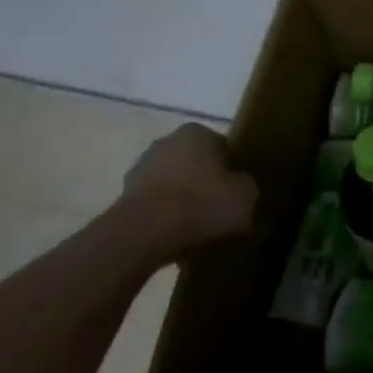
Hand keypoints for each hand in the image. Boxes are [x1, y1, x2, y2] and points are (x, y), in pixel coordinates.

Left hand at [116, 123, 257, 261]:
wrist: (145, 234)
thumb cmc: (202, 204)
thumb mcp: (246, 195)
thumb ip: (247, 186)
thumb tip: (240, 189)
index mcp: (197, 132)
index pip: (224, 147)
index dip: (234, 171)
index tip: (240, 192)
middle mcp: (166, 142)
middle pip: (196, 165)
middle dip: (207, 185)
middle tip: (222, 211)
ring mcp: (140, 169)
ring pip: (174, 186)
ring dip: (185, 204)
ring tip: (201, 231)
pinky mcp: (124, 198)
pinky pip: (156, 207)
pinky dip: (166, 220)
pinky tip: (179, 240)